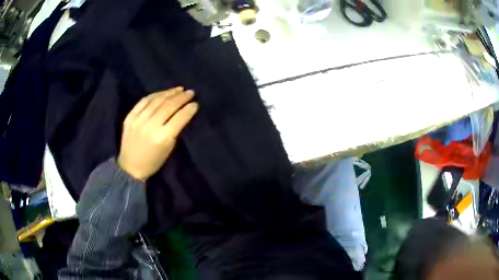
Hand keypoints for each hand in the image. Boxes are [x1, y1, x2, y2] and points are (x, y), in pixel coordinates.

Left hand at [117, 87, 197, 181]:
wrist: (130, 167)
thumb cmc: (153, 162)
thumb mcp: (169, 149)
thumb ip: (175, 130)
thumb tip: (183, 112)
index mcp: (162, 138)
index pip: (179, 118)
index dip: (189, 109)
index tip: (195, 103)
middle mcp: (150, 126)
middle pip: (168, 106)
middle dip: (181, 97)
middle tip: (190, 92)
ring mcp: (138, 120)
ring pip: (156, 101)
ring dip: (169, 93)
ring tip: (179, 89)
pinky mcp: (130, 117)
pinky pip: (144, 101)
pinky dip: (155, 95)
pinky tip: (163, 93)